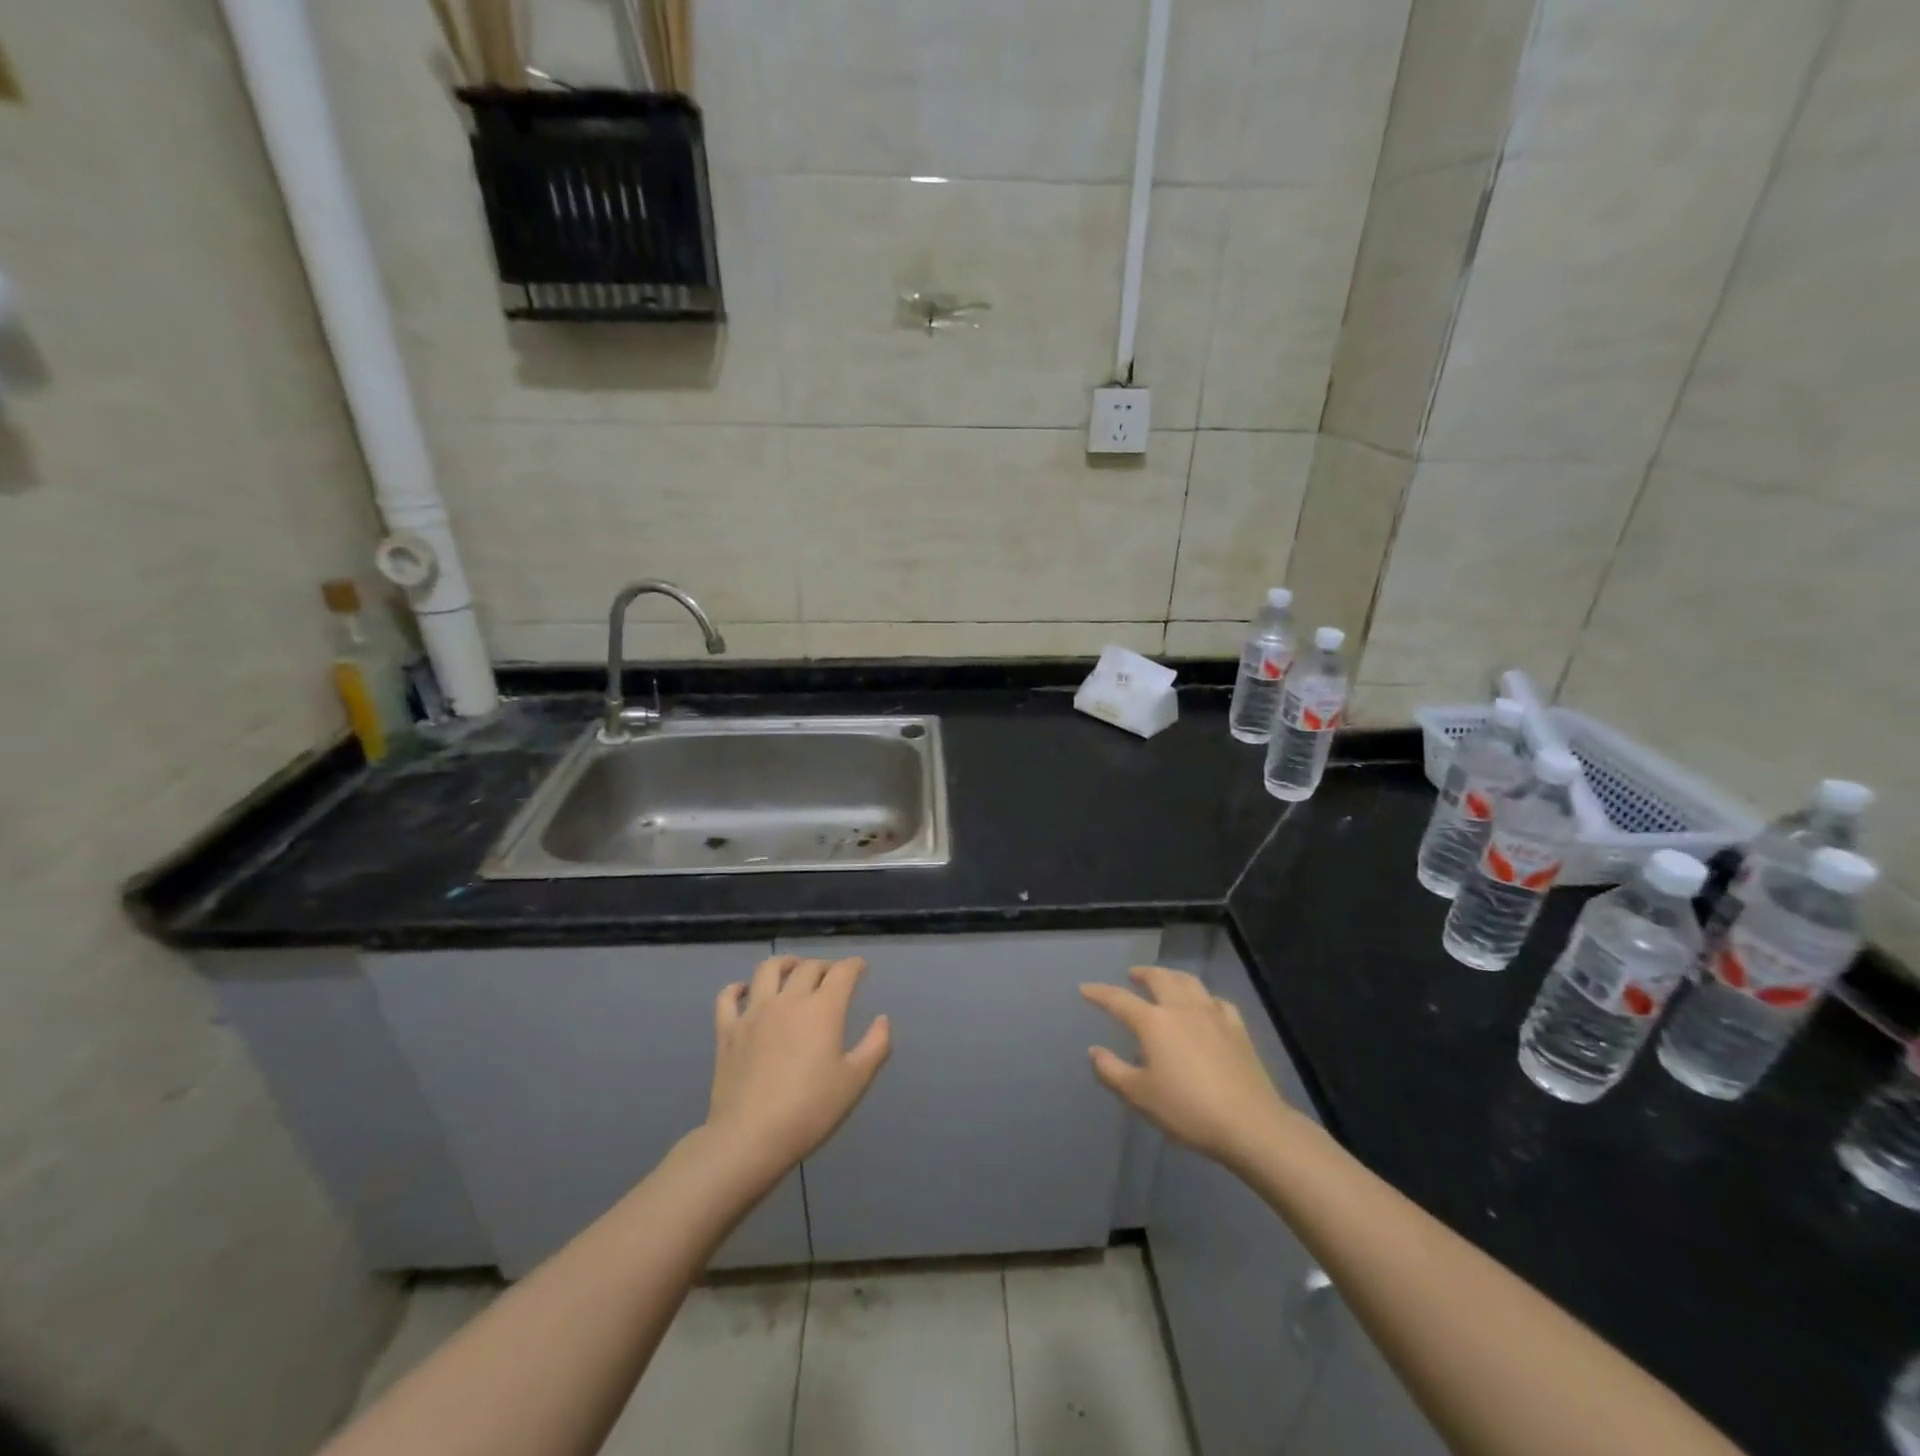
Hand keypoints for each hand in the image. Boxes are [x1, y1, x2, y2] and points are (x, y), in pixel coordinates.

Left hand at [705, 956, 890, 1185]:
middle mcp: (789, 1000)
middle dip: (824, 965)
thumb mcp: (855, 1081)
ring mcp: (754, 1012)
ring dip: (785, 963)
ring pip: (768, 969)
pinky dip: (737, 988)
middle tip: (832, 976)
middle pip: (808, 967)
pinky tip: (745, 992)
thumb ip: (875, 1046)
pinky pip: (728, 996)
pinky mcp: (727, 1030)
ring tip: (792, 970)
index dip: (854, 966)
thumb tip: (882, 1019)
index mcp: (823, 1009)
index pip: (842, 972)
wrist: (750, 1137)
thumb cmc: (810, 1110)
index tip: (860, 968)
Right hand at [1082, 966, 1296, 1171]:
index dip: (1099, 993)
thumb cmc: (1187, 1110)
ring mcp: (1212, 1014)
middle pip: (1159, 978)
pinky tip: (1205, 1005)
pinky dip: (1204, 997)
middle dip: (1142, 973)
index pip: (1118, 999)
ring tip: (1165, 979)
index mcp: (1153, 1022)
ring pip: (1189, 982)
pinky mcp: (1237, 1027)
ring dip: (1172, 976)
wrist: (1249, 1124)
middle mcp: (1181, 1008)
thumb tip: (1094, 1051)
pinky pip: (1217, 1001)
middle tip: (1132, 975)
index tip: (1085, 988)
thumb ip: (1112, 1071)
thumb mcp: (1140, 1096)